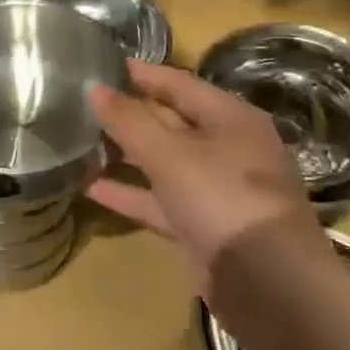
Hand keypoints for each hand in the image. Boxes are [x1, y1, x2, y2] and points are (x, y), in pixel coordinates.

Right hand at [88, 60, 322, 290]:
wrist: (268, 284)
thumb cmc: (222, 199)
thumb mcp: (170, 154)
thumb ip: (129, 120)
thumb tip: (95, 89)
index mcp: (231, 119)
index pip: (181, 84)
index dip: (143, 74)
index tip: (106, 65)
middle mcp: (227, 148)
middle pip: (172, 122)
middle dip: (131, 114)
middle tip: (86, 103)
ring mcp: (216, 189)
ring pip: (164, 163)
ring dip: (126, 155)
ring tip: (82, 142)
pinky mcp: (203, 225)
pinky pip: (160, 201)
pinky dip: (131, 194)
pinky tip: (92, 188)